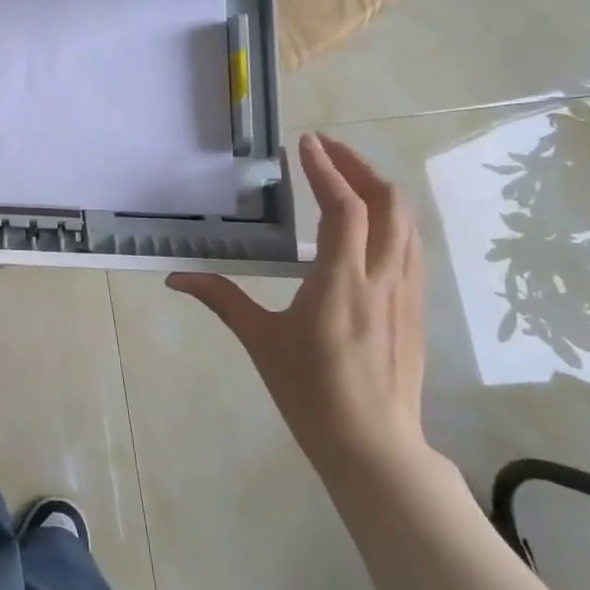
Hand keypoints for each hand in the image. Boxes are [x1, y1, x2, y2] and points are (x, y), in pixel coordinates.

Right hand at [167, 133, 431, 482]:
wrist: (374, 447)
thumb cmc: (310, 393)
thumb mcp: (260, 342)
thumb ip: (220, 299)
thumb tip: (175, 277)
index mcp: (342, 283)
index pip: (345, 209)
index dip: (327, 170)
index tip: (306, 143)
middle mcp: (382, 279)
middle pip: (390, 203)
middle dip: (359, 167)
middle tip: (325, 150)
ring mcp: (406, 293)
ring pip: (408, 223)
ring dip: (379, 189)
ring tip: (345, 176)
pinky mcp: (415, 308)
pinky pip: (411, 247)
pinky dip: (392, 219)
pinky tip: (368, 224)